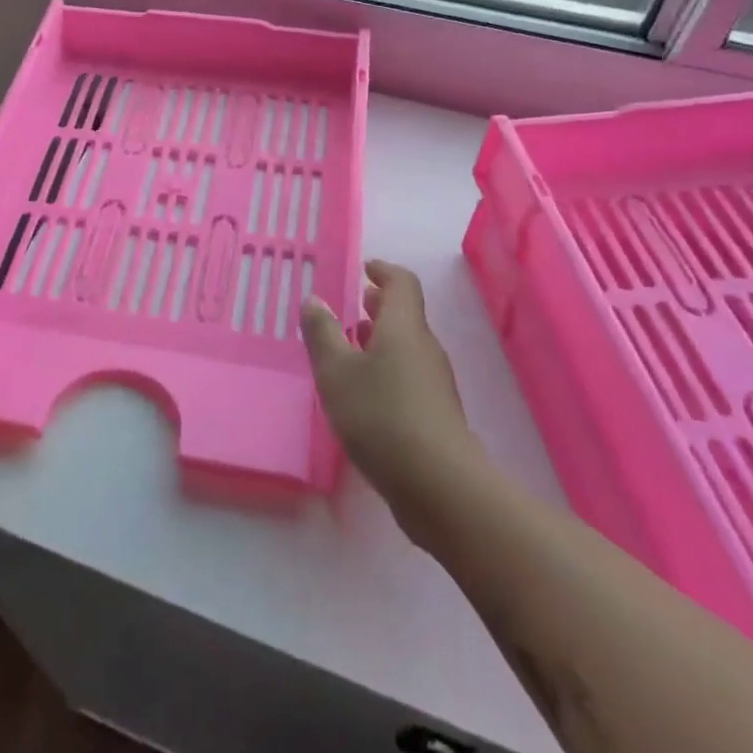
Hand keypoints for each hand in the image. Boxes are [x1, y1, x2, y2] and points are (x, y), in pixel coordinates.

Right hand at [301, 261, 476, 533]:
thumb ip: (322, 334)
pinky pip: (408, 376)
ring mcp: (434, 383)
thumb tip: (315, 300)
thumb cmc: (381, 415)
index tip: (364, 268)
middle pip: (405, 315)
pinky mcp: (435, 414)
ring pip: (406, 348)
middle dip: (378, 307)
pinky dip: (386, 370)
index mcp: (403, 327)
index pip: (401, 283)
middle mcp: (424, 348)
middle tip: (352, 305)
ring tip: (349, 349)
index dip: (383, 271)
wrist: (438, 484)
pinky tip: (363, 393)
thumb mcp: (336, 372)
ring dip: (380, 341)